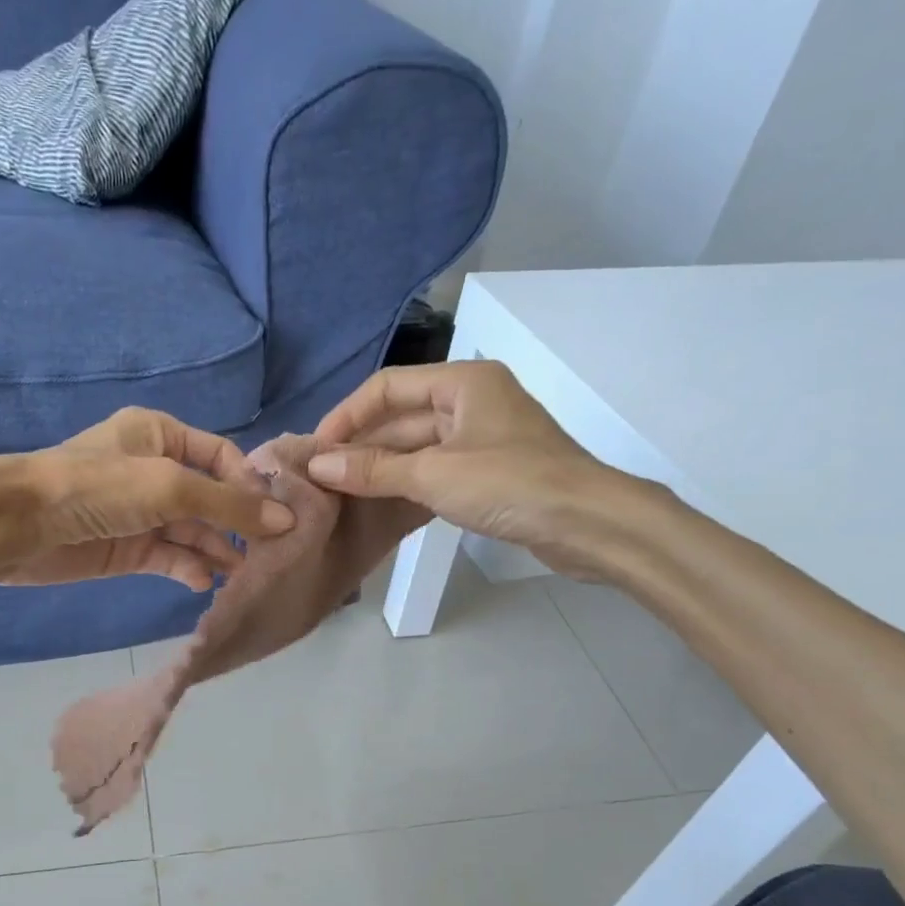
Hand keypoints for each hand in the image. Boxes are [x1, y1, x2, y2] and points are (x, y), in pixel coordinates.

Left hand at [0, 408, 294, 589]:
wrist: (20, 526)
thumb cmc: (97, 489)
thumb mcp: (169, 486)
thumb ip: (229, 505)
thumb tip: (287, 520)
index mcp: (160, 435)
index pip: (221, 456)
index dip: (248, 484)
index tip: (274, 516)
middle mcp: (152, 470)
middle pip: (210, 497)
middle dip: (236, 524)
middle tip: (267, 554)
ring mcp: (139, 512)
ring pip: (191, 531)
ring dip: (216, 550)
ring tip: (241, 574)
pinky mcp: (126, 548)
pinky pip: (168, 556)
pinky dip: (187, 567)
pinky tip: (202, 581)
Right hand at [309, 361, 634, 578]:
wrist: (588, 524)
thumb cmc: (511, 485)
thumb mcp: (434, 474)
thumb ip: (373, 469)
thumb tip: (317, 466)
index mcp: (463, 382)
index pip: (388, 386)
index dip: (347, 415)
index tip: (316, 450)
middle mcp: (472, 400)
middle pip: (402, 416)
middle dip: (361, 445)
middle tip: (322, 478)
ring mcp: (483, 437)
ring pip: (417, 445)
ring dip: (381, 466)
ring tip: (340, 492)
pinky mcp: (490, 470)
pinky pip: (435, 468)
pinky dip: (406, 482)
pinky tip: (378, 503)